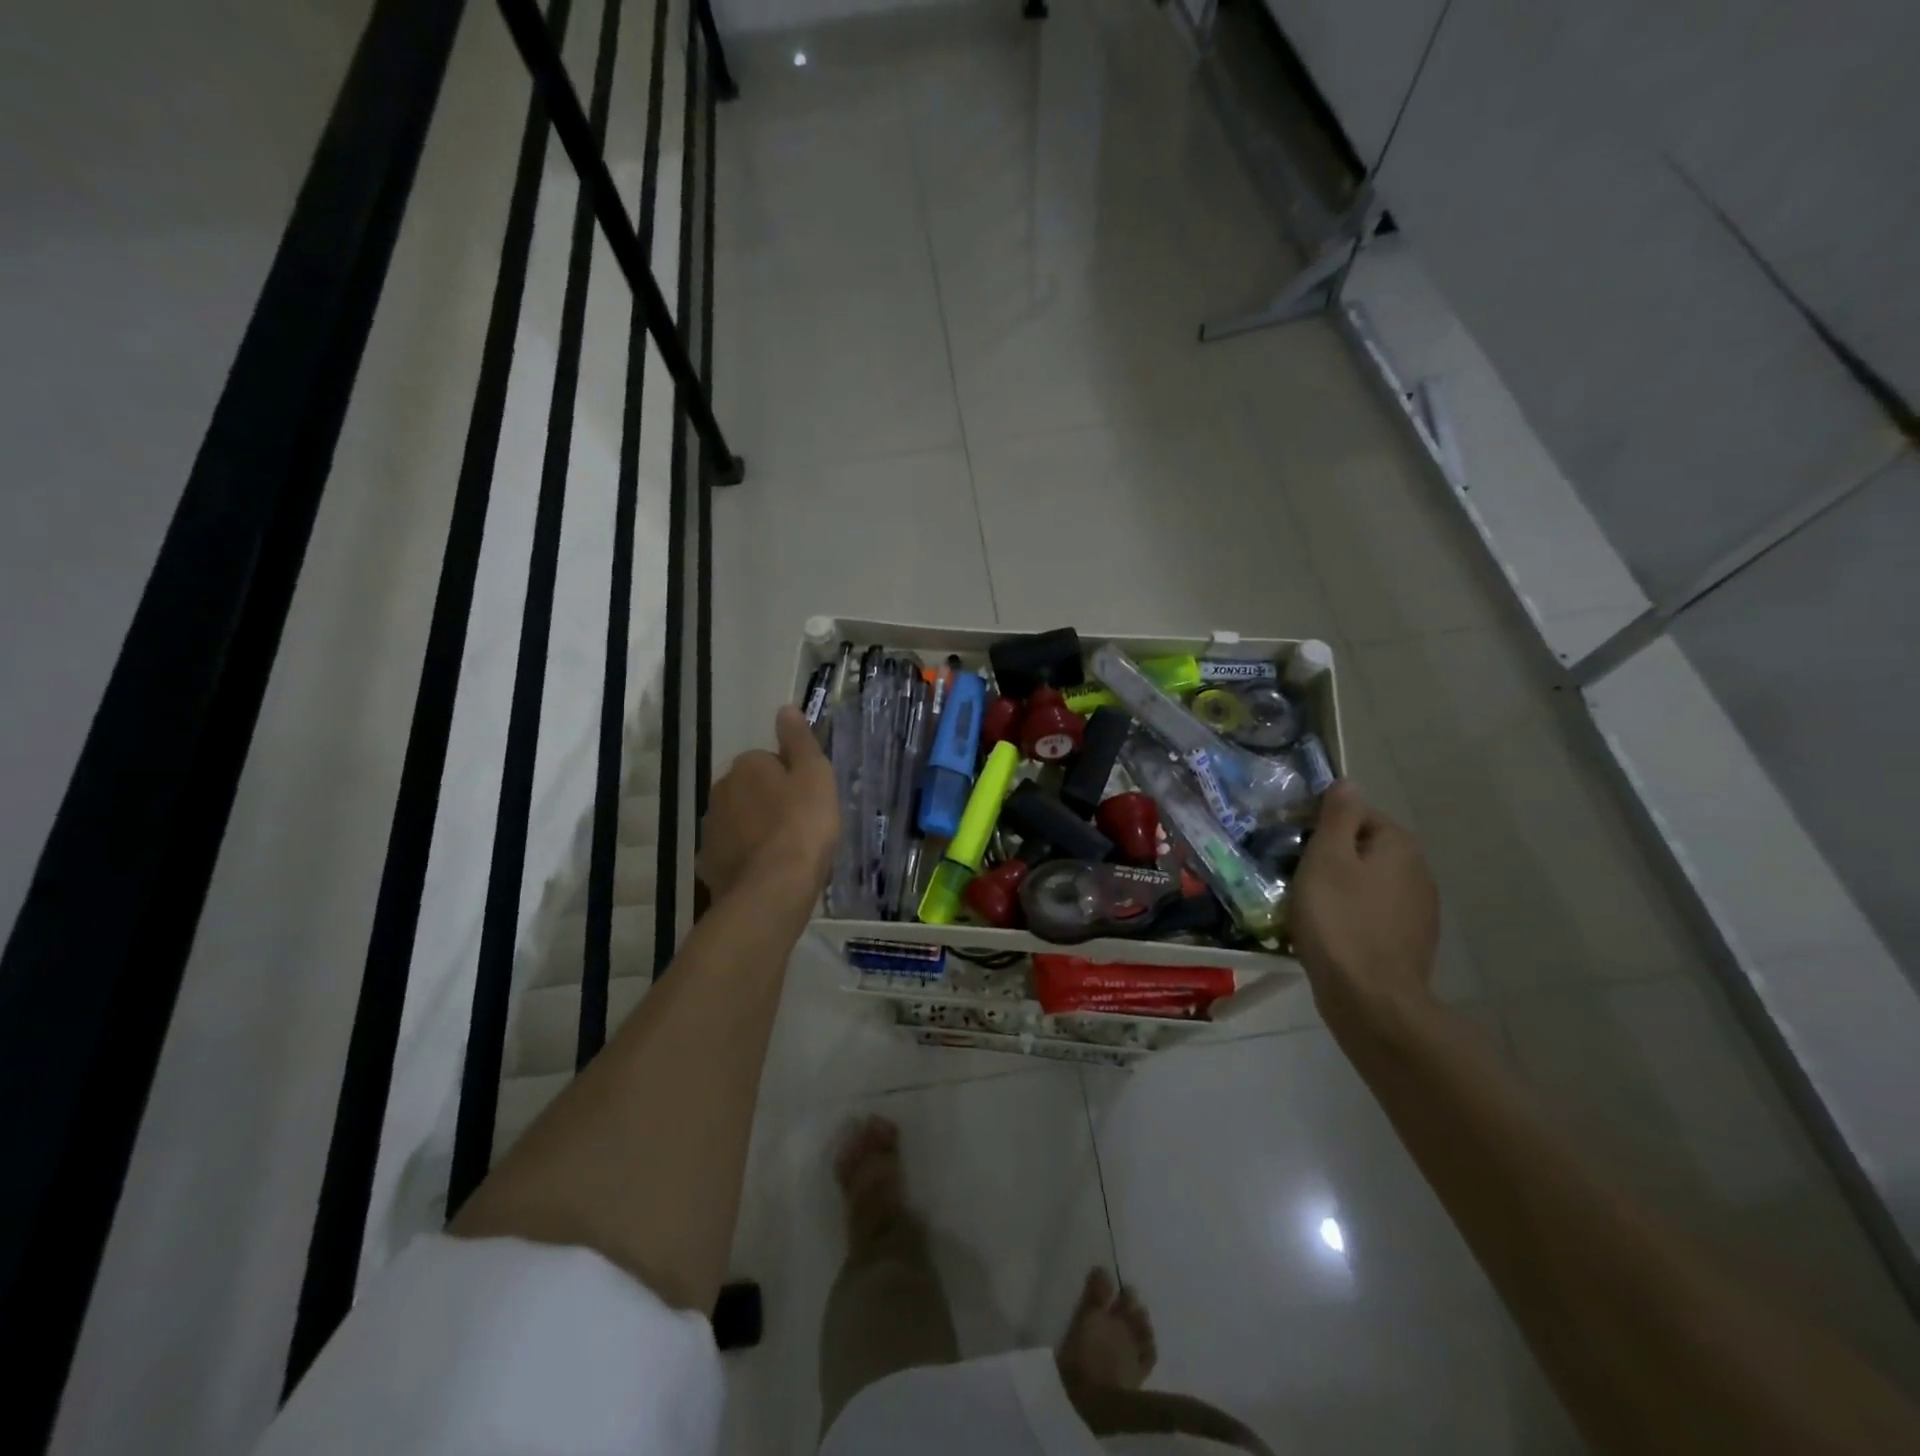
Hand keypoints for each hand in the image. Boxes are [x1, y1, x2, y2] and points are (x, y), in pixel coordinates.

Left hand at [697, 706, 839, 904]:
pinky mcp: (709, 862)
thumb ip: (800, 741)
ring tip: (784, 852)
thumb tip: (785, 708)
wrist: (773, 889)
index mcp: (747, 766)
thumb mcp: (815, 775)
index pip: (769, 761)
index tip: (808, 800)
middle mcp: (721, 790)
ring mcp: (711, 828)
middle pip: (750, 789)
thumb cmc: (803, 826)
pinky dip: (744, 857)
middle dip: (769, 802)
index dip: (791, 779)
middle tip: (800, 825)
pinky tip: (765, 871)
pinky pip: (730, 851)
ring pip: (738, 820)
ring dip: (755, 829)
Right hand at [1290, 782, 1439, 1029]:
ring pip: (1367, 882)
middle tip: (1292, 873)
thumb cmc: (1339, 920)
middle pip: (1363, 848)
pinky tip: (1328, 932)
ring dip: (1339, 887)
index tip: (1290, 842)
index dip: (1320, 823)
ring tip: (1305, 904)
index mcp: (1398, 845)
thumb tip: (1348, 782)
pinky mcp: (1409, 941)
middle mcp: (1417, 871)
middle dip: (1329, 856)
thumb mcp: (1326, 858)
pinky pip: (1372, 913)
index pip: (1356, 813)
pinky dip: (1351, 915)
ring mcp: (1418, 909)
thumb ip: (1338, 816)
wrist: (1370, 999)